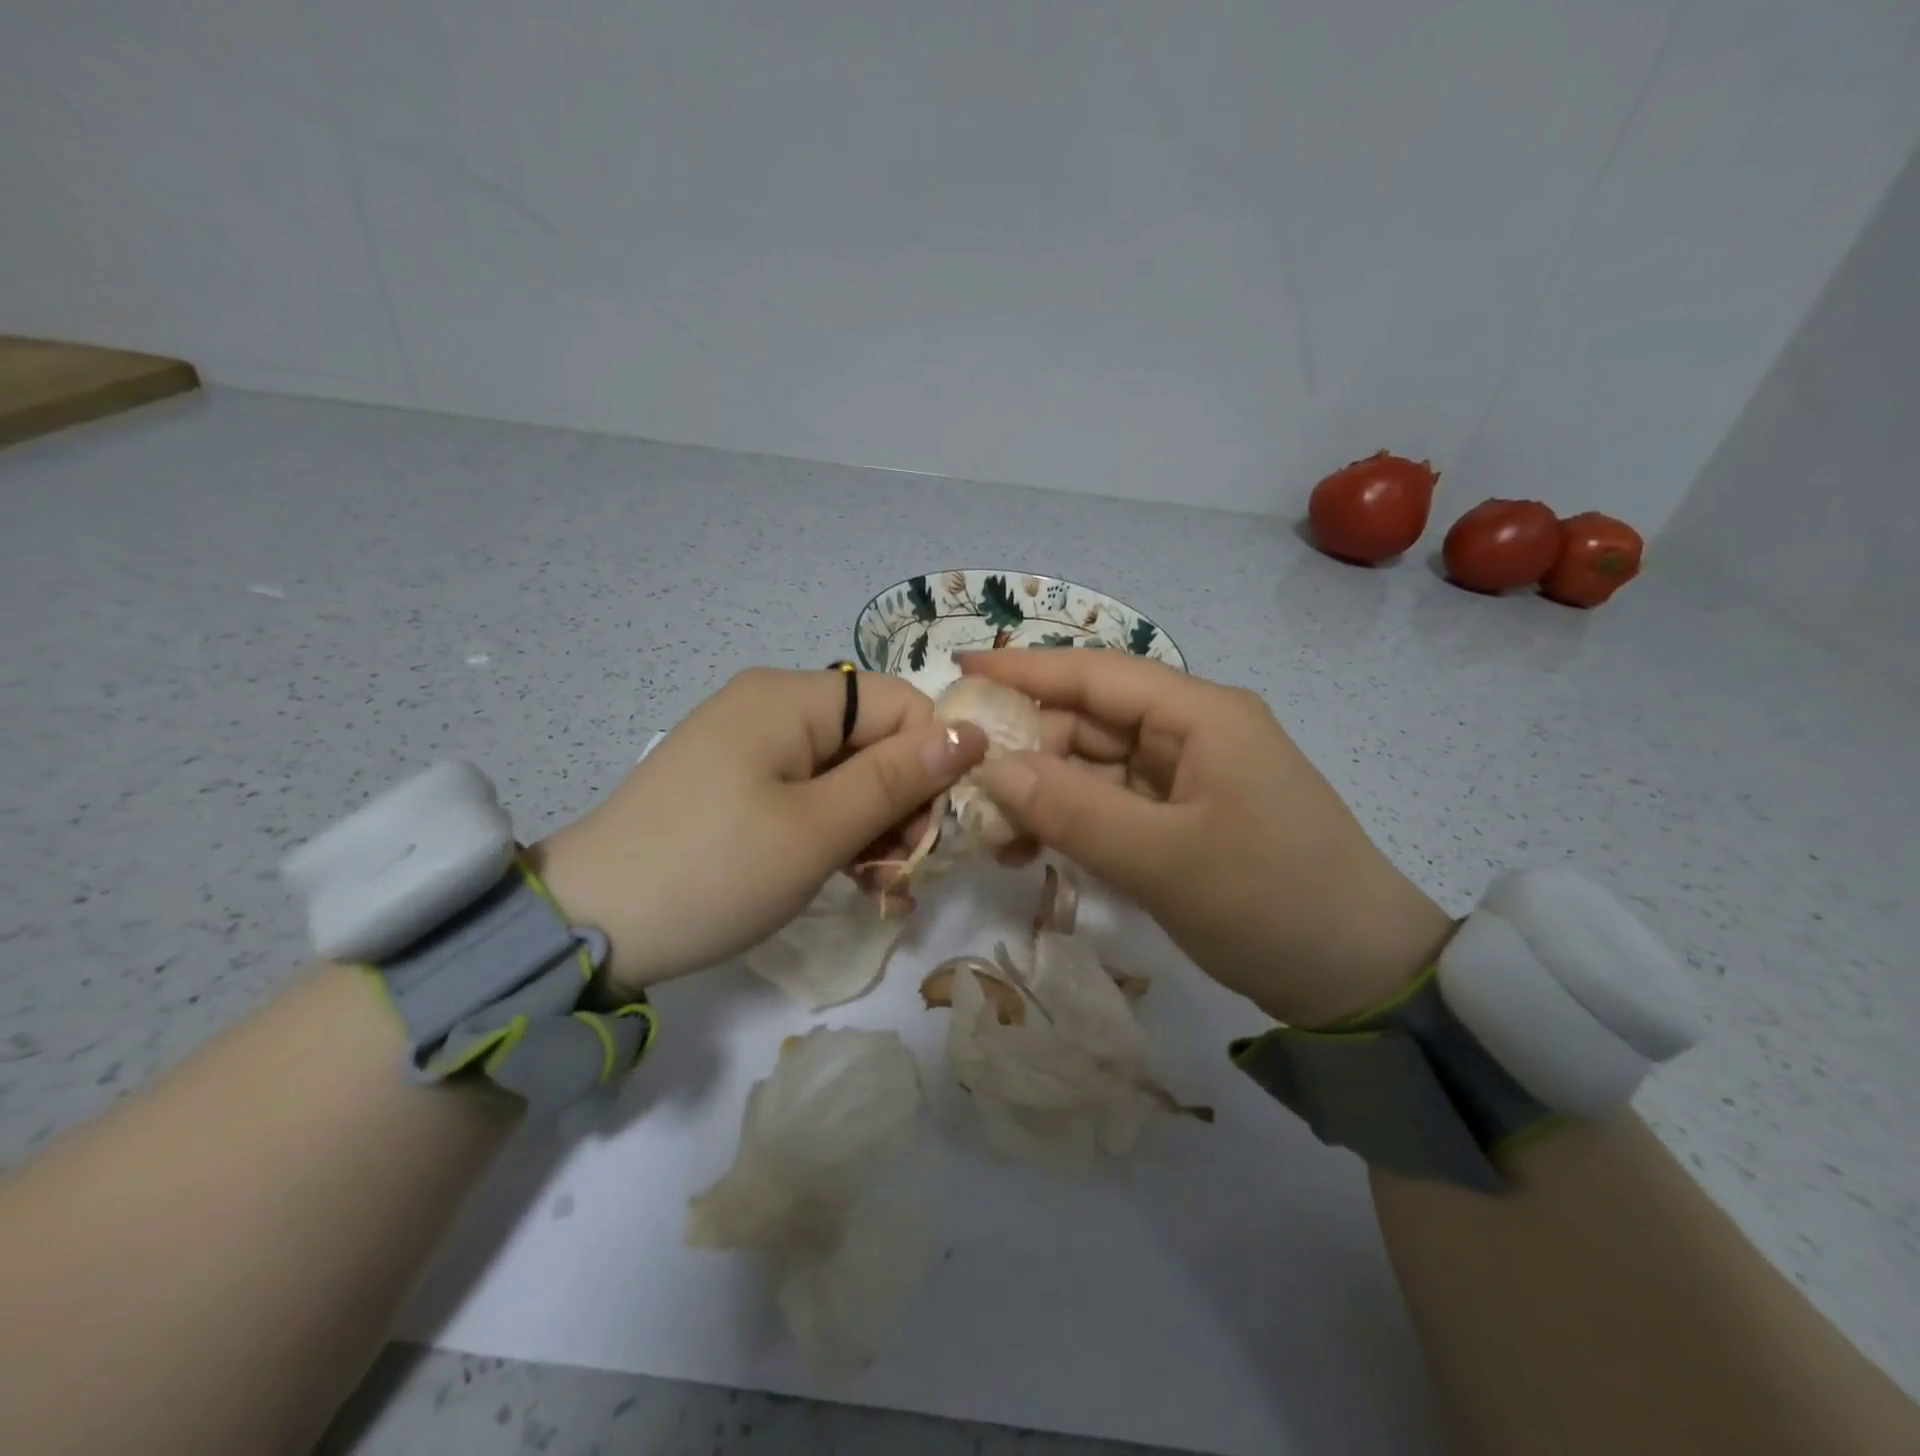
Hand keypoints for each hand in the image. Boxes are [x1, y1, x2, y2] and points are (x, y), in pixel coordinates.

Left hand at [530, 668, 986, 994]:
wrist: (587, 928)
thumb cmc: (713, 871)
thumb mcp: (817, 829)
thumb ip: (899, 778)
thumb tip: (973, 732)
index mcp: (792, 698)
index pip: (902, 704)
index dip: (931, 761)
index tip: (929, 832)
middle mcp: (774, 706)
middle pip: (876, 739)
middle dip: (902, 803)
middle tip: (902, 873)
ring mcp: (752, 746)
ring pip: (848, 773)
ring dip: (875, 828)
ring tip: (881, 890)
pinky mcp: (738, 784)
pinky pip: (810, 794)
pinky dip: (837, 833)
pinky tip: (853, 881)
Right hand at [958, 650, 1453, 1027]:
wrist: (1362, 978)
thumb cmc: (1271, 903)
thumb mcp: (1164, 860)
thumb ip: (1072, 809)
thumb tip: (990, 766)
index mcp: (1201, 715)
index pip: (1097, 674)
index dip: (1025, 669)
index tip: (957, 668)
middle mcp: (1193, 733)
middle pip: (1091, 720)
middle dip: (1027, 746)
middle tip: (965, 783)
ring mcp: (1190, 778)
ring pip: (1097, 766)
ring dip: (1045, 791)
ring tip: (993, 830)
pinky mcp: (1185, 818)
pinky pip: (1114, 804)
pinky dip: (1074, 820)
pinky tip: (1036, 847)